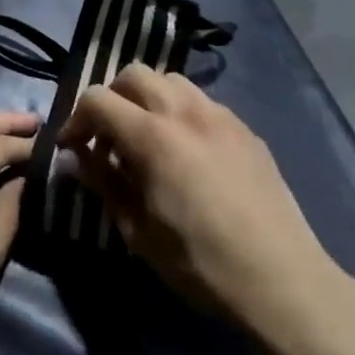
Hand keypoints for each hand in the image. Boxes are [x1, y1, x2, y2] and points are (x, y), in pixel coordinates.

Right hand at [58, 64, 343, 326]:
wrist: (282, 280)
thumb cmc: (201, 264)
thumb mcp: (138, 231)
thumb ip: (103, 183)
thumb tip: (78, 157)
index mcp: (152, 136)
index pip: (97, 99)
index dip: (76, 119)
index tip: (72, 146)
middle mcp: (184, 111)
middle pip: (133, 74)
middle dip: (112, 98)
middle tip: (109, 137)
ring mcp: (219, 115)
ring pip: (170, 80)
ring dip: (148, 98)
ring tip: (148, 136)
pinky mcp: (245, 128)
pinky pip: (202, 101)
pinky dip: (181, 111)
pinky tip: (187, 150)